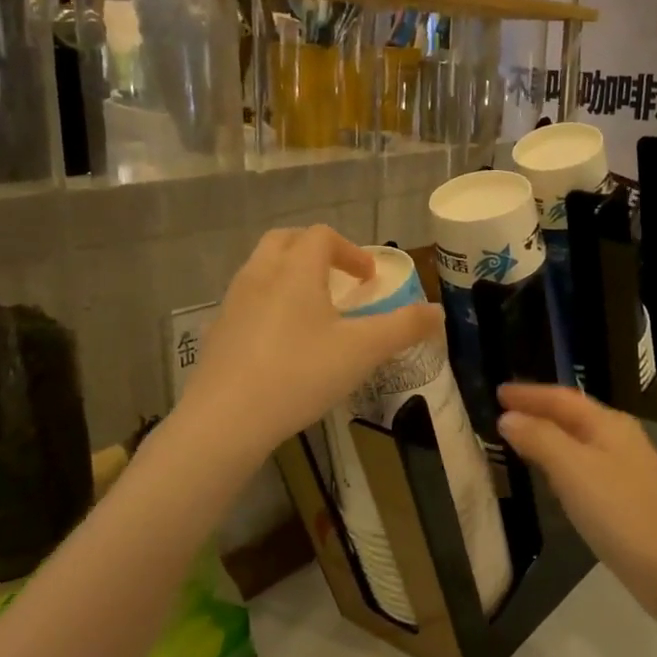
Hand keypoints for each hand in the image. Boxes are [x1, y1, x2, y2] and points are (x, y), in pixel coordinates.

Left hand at [181, 226, 442, 456]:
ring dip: (291, 275)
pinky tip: (283, 343)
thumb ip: (404, 328)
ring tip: (314, 310)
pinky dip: (270, 304)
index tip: (369, 278)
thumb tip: (437, 312)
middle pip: (286, 241)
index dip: (351, 251)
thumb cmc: (300, 374)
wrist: (226, 419)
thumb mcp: (363, 351)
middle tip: (339, 280)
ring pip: (262, 269)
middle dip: (316, 252)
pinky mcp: (218, 332)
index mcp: (295, 270)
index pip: (323, 236)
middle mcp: (260, 275)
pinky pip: (248, 301)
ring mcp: (233, 303)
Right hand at [497, 384, 656, 619]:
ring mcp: (627, 469)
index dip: (529, 394)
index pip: (561, 398)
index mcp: (608, 424)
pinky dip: (562, 462)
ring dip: (550, 435)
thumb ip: (540, 439)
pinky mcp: (628, 499)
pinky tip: (554, 478)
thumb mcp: (573, 470)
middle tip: (504, 411)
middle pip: (573, 415)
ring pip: (580, 441)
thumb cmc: (620, 513)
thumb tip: (509, 417)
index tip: (497, 392)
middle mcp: (620, 439)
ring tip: (520, 437)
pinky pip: (586, 466)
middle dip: (539, 410)